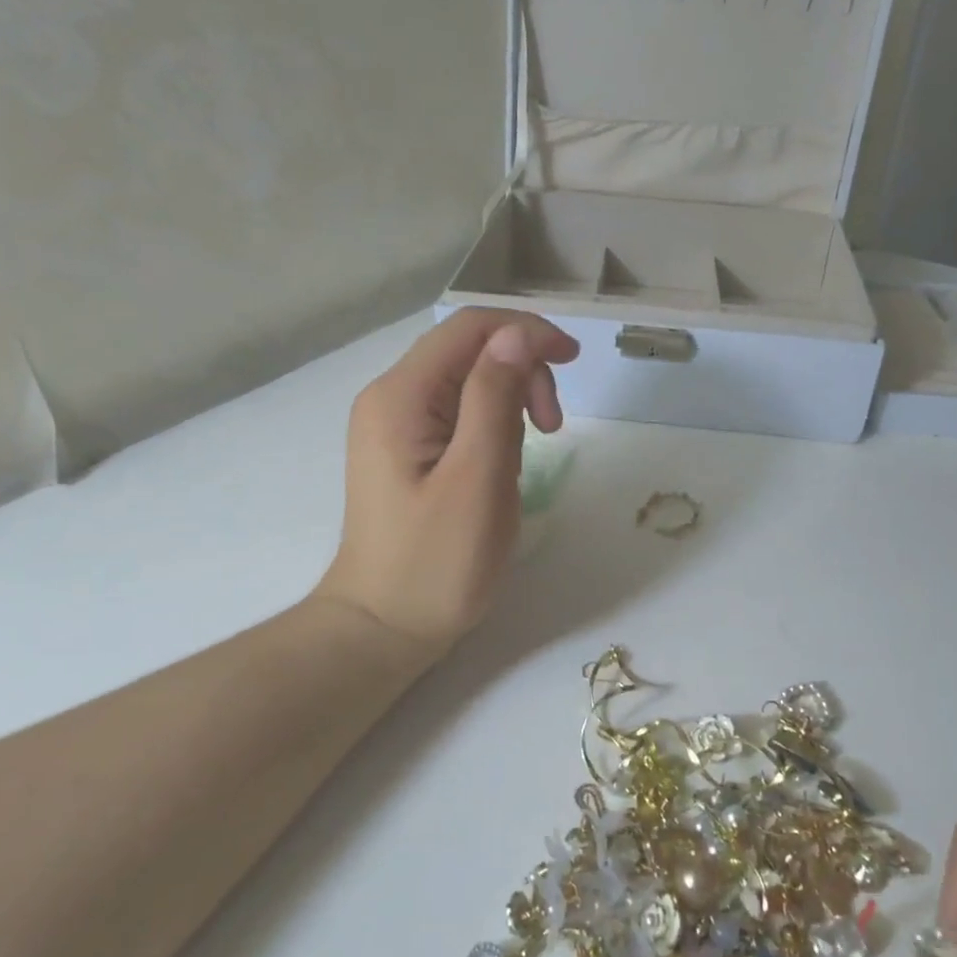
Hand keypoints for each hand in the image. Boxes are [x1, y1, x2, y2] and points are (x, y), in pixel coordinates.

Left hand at [315, 308, 579, 659]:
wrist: (383, 627)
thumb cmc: (435, 563)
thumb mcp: (476, 477)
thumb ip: (494, 397)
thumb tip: (516, 334)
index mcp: (400, 396)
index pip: (470, 328)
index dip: (526, 331)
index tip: (573, 362)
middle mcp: (390, 397)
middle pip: (468, 351)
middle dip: (519, 373)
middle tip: (550, 428)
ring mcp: (393, 424)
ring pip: (466, 383)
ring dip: (508, 403)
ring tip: (524, 457)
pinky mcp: (404, 450)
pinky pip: (456, 415)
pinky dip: (491, 427)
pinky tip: (499, 466)